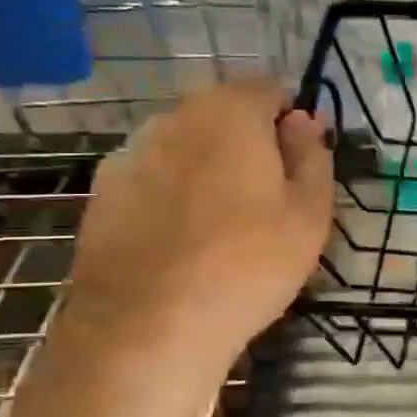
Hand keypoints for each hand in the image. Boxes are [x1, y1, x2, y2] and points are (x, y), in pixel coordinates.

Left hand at [62, 77, 333, 365]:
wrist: (149, 327)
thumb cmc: (249, 263)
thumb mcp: (310, 213)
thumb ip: (312, 155)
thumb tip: (304, 120)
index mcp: (229, 113)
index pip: (268, 89)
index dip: (291, 120)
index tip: (301, 164)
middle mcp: (174, 118)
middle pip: (223, 114)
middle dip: (249, 141)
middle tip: (270, 198)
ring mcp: (130, 154)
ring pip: (186, 145)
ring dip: (210, 166)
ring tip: (225, 223)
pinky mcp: (103, 193)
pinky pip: (154, 177)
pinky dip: (174, 193)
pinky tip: (184, 240)